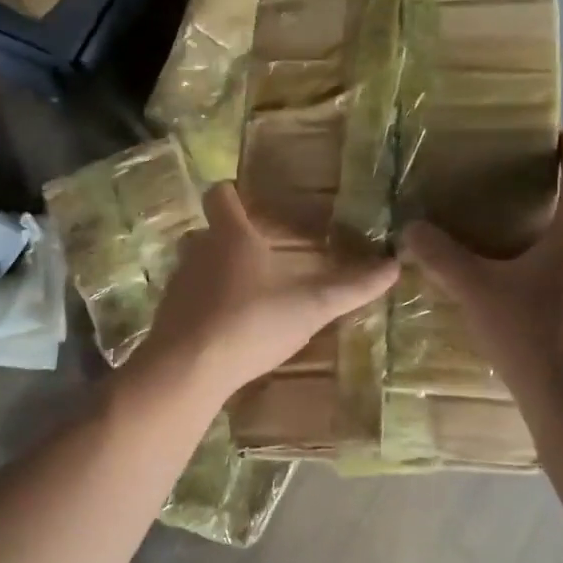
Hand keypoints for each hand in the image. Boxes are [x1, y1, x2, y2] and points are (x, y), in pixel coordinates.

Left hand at [130, 184, 399, 403]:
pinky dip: (204, 305)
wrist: (188, 369)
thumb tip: (395, 266)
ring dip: (216, 273)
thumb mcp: (310, 307)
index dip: (233, 194)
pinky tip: (225, 328)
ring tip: (246, 292)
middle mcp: (197, 251)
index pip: (220, 195)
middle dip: (230, 238)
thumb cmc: (251, 323)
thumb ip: (351, 288)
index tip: (250, 201)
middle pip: (207, 231)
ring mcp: (178, 284)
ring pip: (195, 266)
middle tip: (259, 253)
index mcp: (230, 236)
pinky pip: (188, 299)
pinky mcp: (167, 315)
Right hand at [402, 131, 562, 386]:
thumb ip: (443, 257)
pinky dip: (554, 281)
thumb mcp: (478, 289)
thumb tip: (411, 230)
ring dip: (552, 246)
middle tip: (516, 198)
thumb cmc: (532, 329)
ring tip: (513, 251)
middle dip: (554, 202)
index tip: (558, 136)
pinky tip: (523, 303)